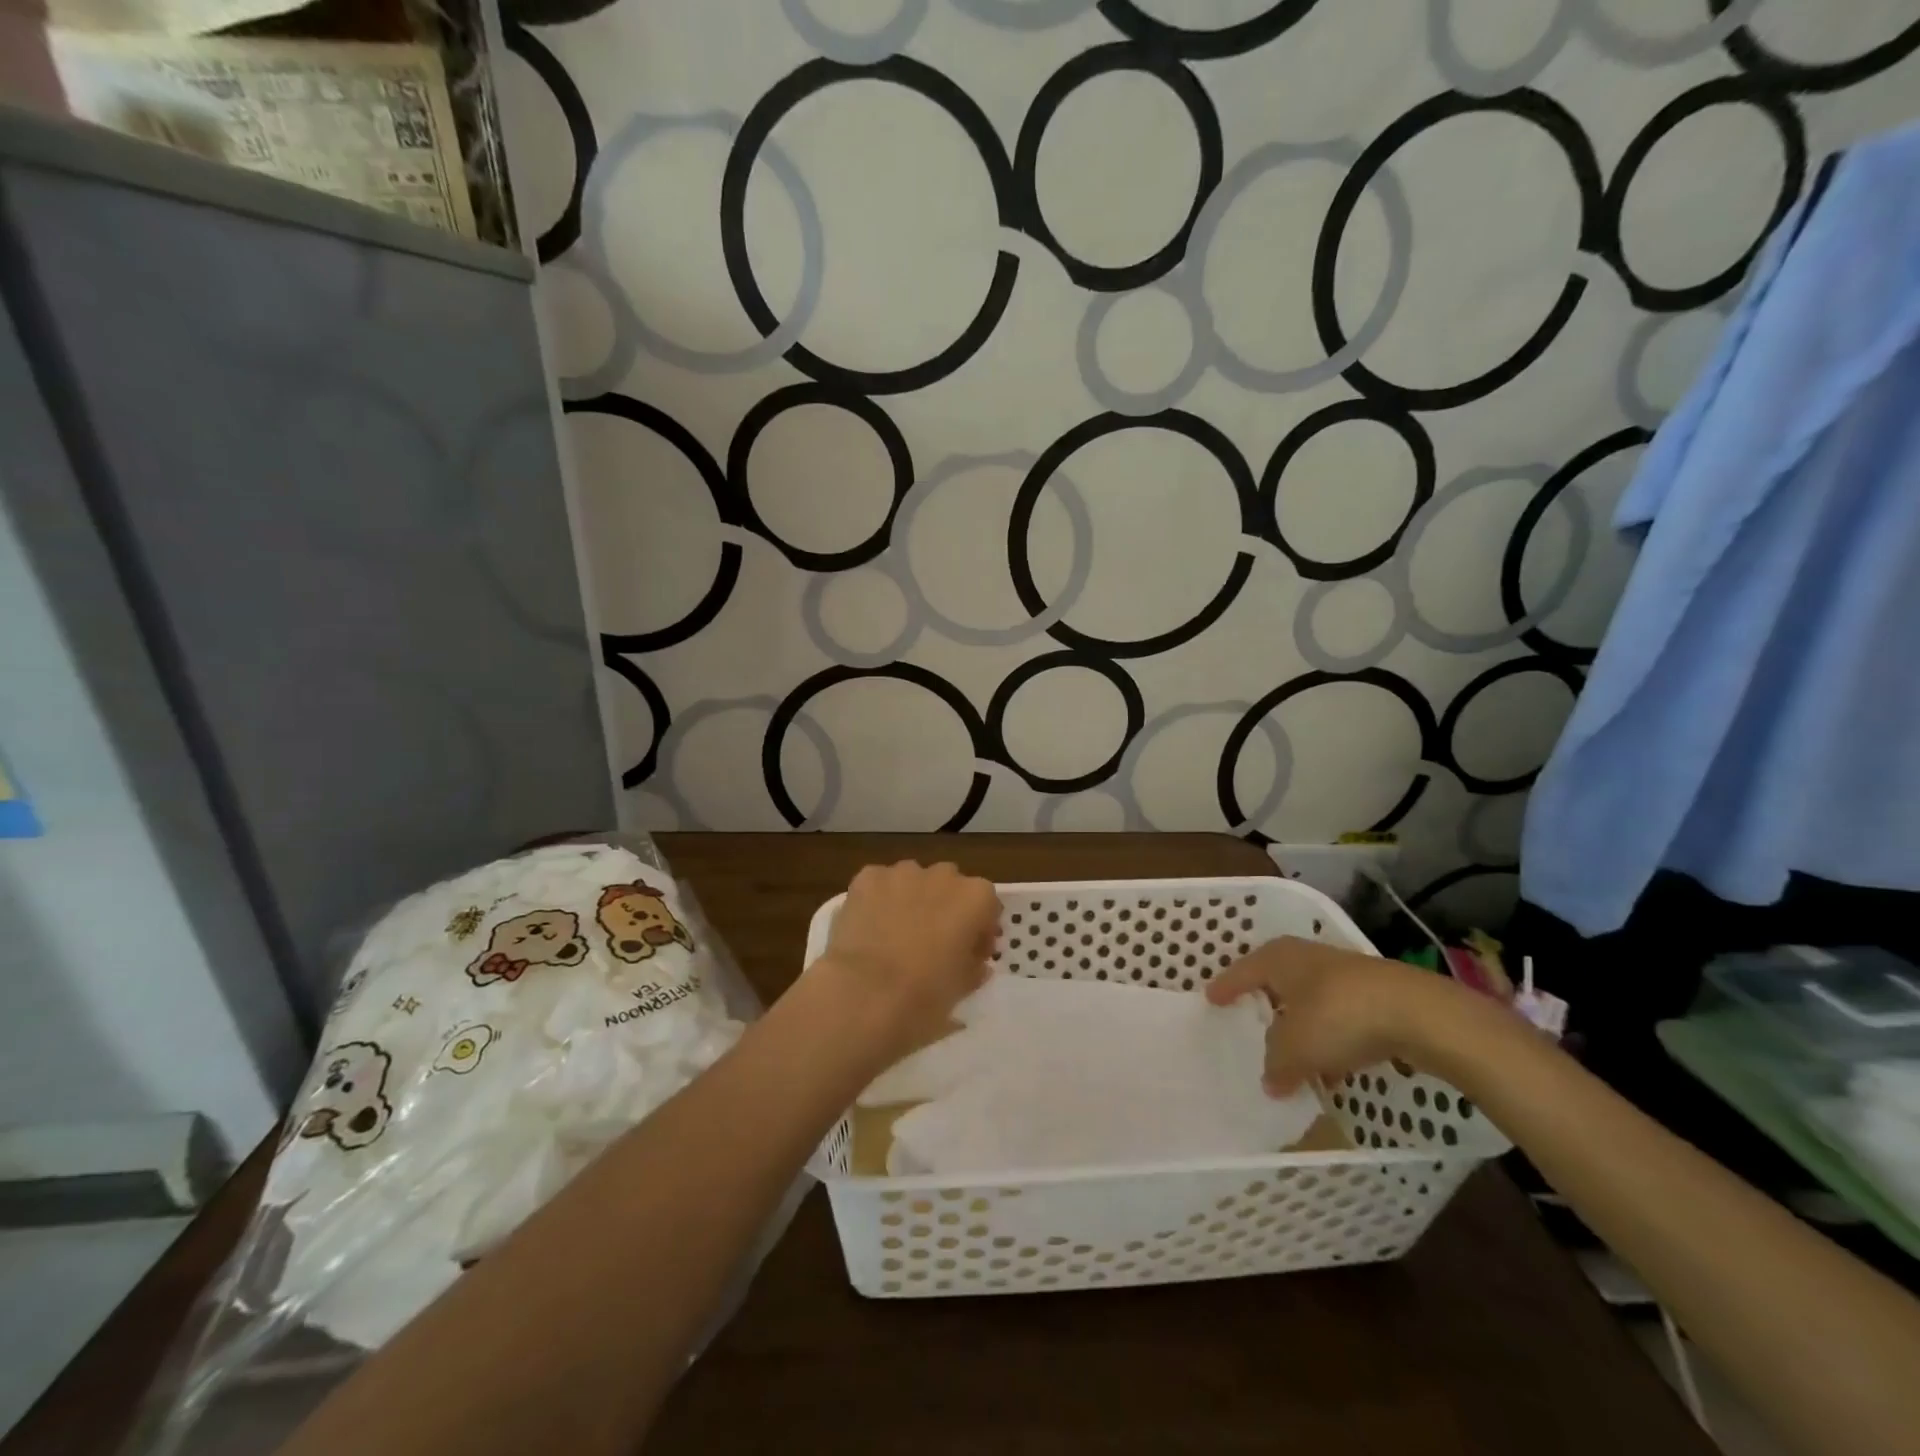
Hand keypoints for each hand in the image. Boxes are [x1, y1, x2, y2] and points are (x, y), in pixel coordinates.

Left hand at [812, 861, 999, 1065]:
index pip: (986, 905)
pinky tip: (869, 927)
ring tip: (895, 934)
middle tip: (932, 942)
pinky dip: (877, 900)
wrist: (865, 994)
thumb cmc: (925, 995)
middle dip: (944, 907)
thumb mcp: (963, 988)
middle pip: (949, 885)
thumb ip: (974, 967)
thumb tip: (976, 963)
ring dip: (911, 899)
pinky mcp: (867, 877)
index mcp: (975, 897)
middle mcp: (943, 875)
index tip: (969, 953)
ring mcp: (902, 872)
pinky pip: (879, 884)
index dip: (979, 930)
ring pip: (912, 880)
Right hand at [1205, 937, 1464, 1094]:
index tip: (1211, 998)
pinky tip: (1334, 1067)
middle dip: (1267, 1001)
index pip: (1243, 970)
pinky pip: (1341, 1017)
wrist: (1419, 1014)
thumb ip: (1277, 1064)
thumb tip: (1270, 1081)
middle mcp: (1309, 958)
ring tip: (1293, 1054)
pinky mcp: (1378, 996)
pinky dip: (1332, 1038)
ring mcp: (1346, 975)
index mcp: (1279, 958)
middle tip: (1251, 1017)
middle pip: (1279, 980)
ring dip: (1302, 1025)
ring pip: (1312, 1000)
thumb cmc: (1338, 1017)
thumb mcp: (1294, 1047)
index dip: (1227, 986)